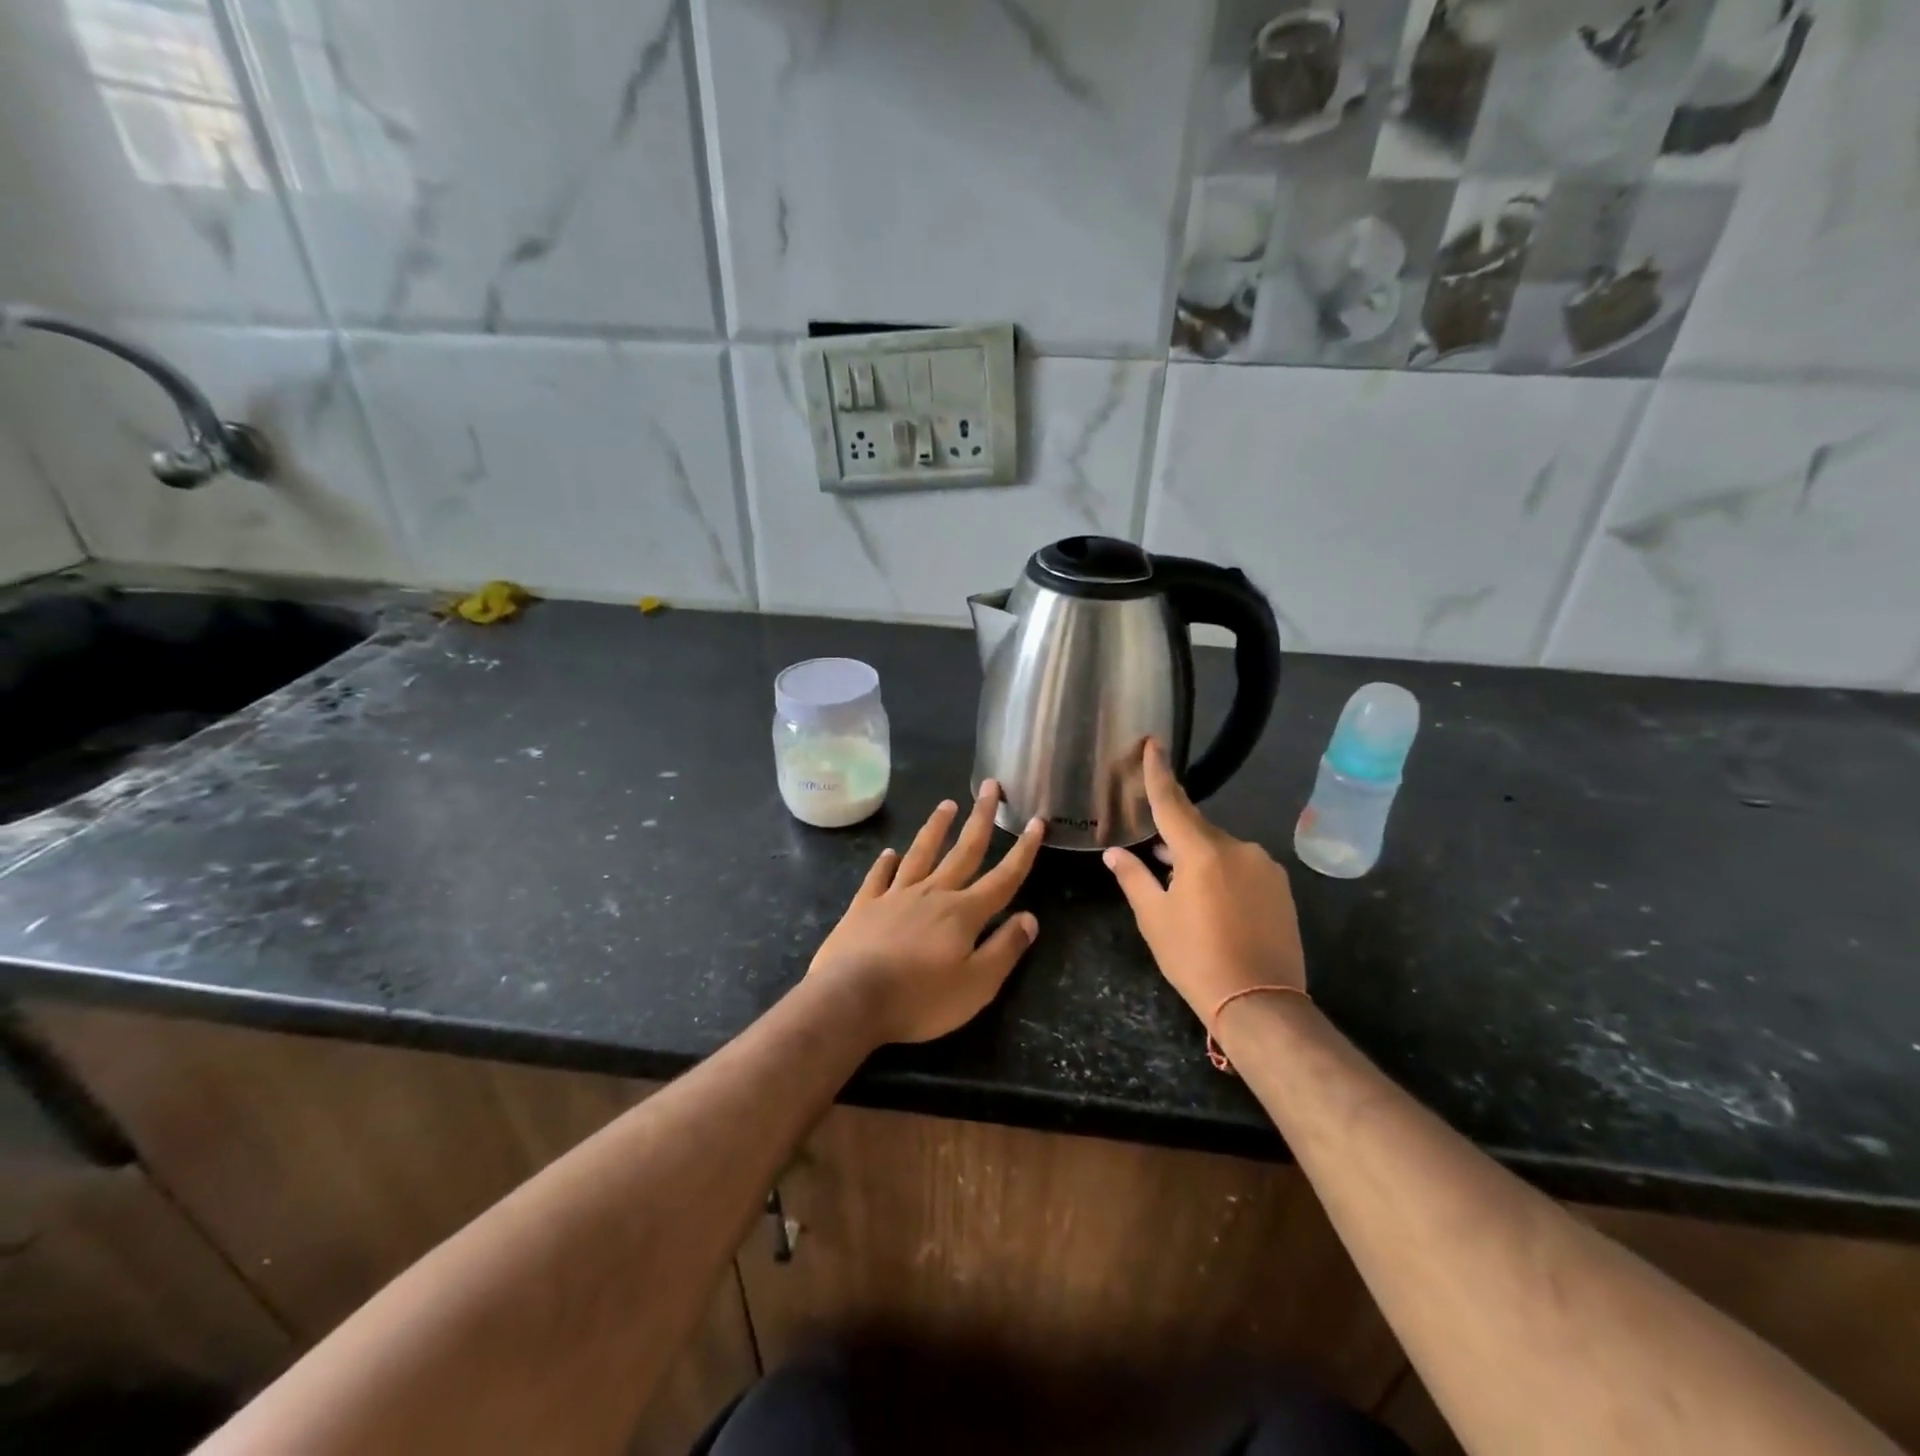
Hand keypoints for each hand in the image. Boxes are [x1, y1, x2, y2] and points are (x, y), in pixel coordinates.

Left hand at [808, 781, 1044, 1045]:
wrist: (851, 999)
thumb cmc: (920, 998)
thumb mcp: (977, 985)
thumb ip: (1005, 949)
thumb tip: (1030, 918)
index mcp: (963, 913)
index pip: (1003, 877)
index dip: (1023, 851)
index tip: (1035, 821)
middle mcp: (932, 894)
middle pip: (963, 851)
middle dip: (980, 818)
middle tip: (990, 786)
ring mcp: (894, 896)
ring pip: (920, 854)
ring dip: (936, 828)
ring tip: (946, 805)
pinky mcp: (864, 907)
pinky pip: (878, 877)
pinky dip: (885, 863)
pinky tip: (889, 853)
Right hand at [1103, 740, 1305, 1023]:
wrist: (1261, 1002)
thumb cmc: (1196, 958)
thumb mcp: (1155, 918)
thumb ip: (1134, 878)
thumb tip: (1115, 853)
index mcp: (1202, 851)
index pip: (1172, 802)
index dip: (1159, 772)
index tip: (1153, 742)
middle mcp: (1238, 848)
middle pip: (1197, 828)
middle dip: (1174, 835)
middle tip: (1152, 850)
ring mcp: (1264, 867)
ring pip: (1221, 849)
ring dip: (1198, 858)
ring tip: (1180, 885)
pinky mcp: (1280, 887)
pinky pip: (1242, 867)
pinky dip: (1222, 873)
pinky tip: (1212, 901)